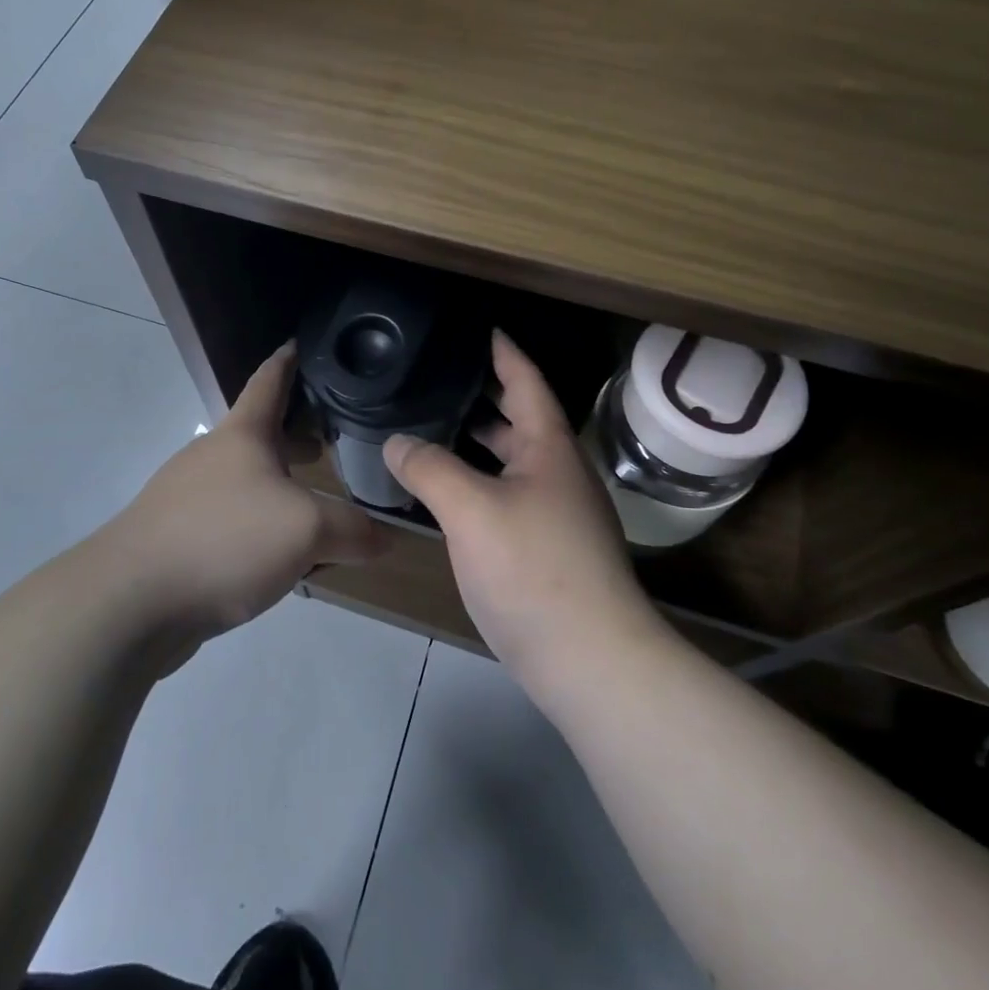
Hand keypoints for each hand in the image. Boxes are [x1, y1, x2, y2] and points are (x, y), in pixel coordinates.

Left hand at [104, 341, 384, 639]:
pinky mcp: (176, 537)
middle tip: (333, 439)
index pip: (269, 380)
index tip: (303, 342)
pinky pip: (230, 520)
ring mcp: (188, 497)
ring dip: (279, 484)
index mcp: (242, 435)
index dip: (289, 360)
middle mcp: (212, 456)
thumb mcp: (306, 531)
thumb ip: (352, 530)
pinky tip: (278, 557)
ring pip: (245, 480)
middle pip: (259, 432)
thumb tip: (384, 539)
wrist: (129, 601)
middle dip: (295, 432)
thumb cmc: (224, 540)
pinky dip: (259, 524)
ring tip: (315, 503)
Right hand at [384, 332, 660, 688]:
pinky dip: (481, 482)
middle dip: (487, 397)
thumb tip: (397, 443)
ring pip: (515, 462)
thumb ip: (429, 468)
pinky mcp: (550, 550)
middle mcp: (560, 474)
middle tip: (442, 379)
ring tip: (436, 429)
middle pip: (522, 420)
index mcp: (550, 449)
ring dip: (482, 443)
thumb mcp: (471, 509)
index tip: (483, 330)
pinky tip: (451, 494)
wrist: (591, 659)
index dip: (504, 354)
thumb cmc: (533, 568)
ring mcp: (559, 514)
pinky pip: (510, 496)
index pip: (527, 383)